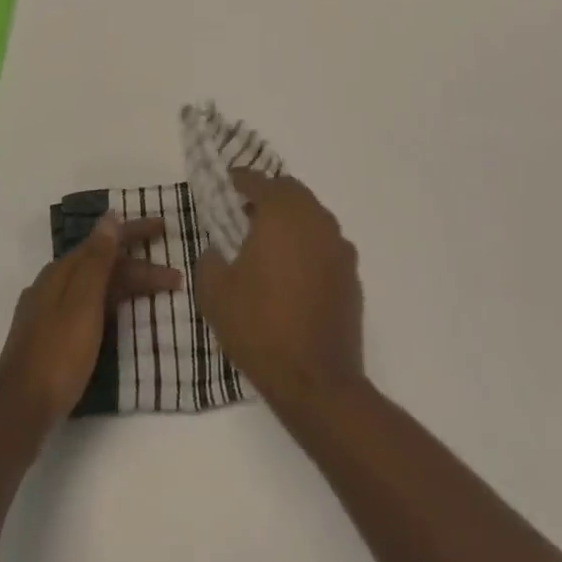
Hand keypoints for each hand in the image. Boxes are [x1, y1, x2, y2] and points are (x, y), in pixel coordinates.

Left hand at [0, 212, 181, 430]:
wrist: (19, 410)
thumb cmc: (58, 353)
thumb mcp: (83, 302)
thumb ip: (97, 259)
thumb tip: (110, 216)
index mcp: (61, 271)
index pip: (104, 241)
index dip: (135, 232)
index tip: (164, 227)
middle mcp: (52, 284)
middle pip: (102, 265)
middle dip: (138, 267)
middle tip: (173, 276)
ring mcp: (48, 312)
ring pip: (95, 287)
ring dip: (126, 287)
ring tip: (154, 295)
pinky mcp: (48, 338)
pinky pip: (87, 307)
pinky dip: (110, 304)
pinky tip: (118, 316)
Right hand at [195, 169, 364, 415]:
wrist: (317, 382)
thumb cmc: (260, 328)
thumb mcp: (215, 294)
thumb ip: (210, 261)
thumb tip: (217, 251)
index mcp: (282, 215)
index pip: (260, 182)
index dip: (242, 180)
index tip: (229, 182)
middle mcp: (315, 220)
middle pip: (292, 192)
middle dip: (270, 196)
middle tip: (247, 212)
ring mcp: (338, 247)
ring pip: (313, 216)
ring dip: (292, 220)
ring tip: (270, 244)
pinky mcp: (351, 274)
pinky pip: (326, 244)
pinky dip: (309, 245)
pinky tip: (294, 273)